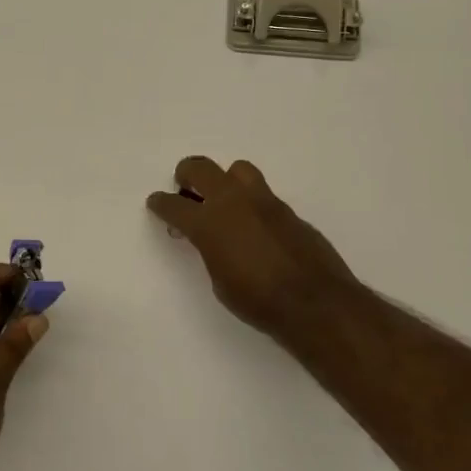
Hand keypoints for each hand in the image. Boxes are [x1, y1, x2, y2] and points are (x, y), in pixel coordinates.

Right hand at [147, 156, 360, 341]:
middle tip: (185, 189)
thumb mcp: (219, 281)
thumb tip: (212, 240)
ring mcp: (264, 201)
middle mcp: (233, 201)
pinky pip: (262, 194)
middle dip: (187, 175)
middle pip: (200, 168)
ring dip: (224, 180)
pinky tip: (254, 227)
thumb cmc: (257, 301)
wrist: (314, 302)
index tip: (156, 203)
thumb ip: (210, 251)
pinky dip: (251, 203)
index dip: (160, 203)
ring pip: (237, 170)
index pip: (173, 205)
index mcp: (208, 223)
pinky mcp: (288, 210)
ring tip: (224, 201)